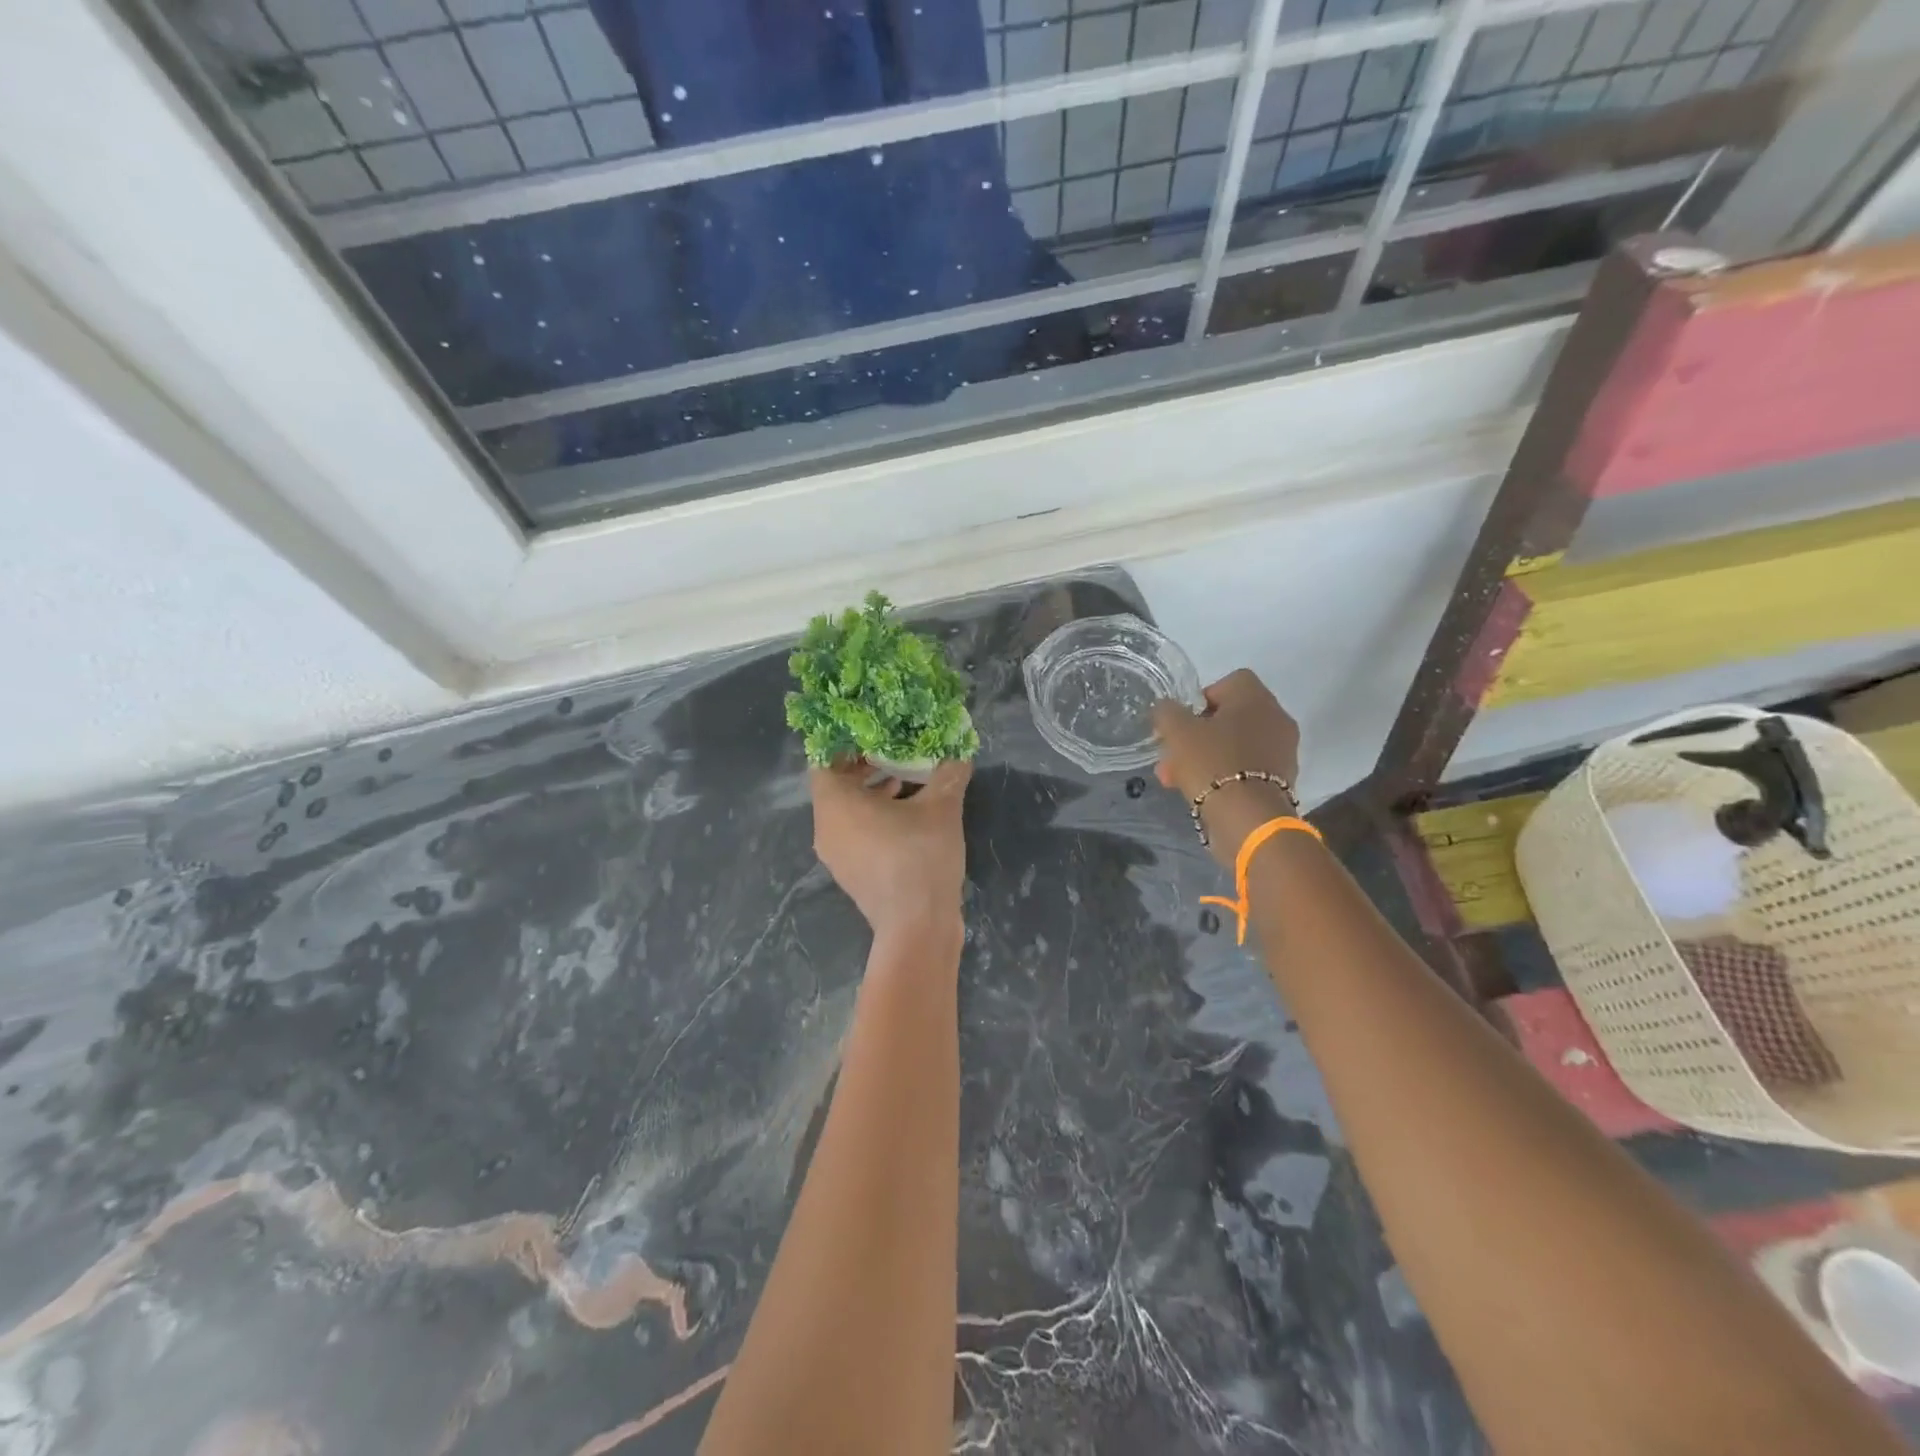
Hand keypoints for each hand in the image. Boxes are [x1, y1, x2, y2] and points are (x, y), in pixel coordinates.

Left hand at [809, 760, 971, 943]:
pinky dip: (871, 818)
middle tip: (890, 751)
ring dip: (868, 793)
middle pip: (834, 786)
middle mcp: (826, 828)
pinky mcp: (850, 874)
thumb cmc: (920, 856)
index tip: (870, 732)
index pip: (824, 760)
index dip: (845, 743)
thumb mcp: (942, 806)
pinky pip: (853, 834)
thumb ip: (948, 772)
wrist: (918, 926)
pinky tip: (906, 815)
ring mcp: (835, 855)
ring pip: (844, 812)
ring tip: (902, 781)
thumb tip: (958, 752)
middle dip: (861, 766)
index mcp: (835, 804)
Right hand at [1151, 670, 1301, 866]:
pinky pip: (1245, 769)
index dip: (1201, 698)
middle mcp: (1276, 718)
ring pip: (1234, 745)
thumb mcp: (1177, 731)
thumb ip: (1167, 712)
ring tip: (1174, 779)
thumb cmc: (1212, 763)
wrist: (1248, 818)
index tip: (1182, 721)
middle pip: (1230, 717)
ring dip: (1205, 757)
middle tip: (1172, 754)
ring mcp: (1282, 751)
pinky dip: (1223, 775)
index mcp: (1256, 698)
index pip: (1228, 682)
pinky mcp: (1280, 781)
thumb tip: (1167, 708)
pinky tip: (1198, 792)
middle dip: (1196, 735)